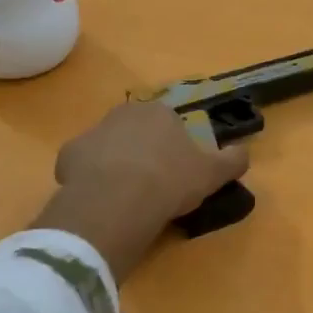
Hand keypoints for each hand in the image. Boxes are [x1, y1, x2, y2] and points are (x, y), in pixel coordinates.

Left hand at [37, 102, 248, 279]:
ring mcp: (92, 132)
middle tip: (151, 183)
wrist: (119, 200)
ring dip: (114, 163)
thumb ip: (232, 160)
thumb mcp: (212, 173)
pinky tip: (100, 199)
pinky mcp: (68, 155)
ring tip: (125, 195)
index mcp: (159, 112)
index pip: (169, 122)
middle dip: (142, 151)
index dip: (173, 146)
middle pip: (135, 130)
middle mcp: (123, 113)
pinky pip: (82, 165)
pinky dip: (89, 178)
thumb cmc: (170, 180)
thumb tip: (244, 153)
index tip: (176, 171)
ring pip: (107, 146)